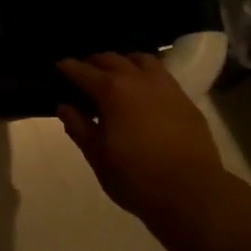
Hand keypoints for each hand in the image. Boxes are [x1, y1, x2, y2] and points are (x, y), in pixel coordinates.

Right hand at [57, 53, 233, 226]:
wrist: (191, 191)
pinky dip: (146, 74)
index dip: (67, 67)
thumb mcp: (97, 156)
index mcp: (111, 91)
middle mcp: (138, 79)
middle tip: (84, 73)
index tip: (59, 66)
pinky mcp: (185, 99)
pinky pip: (161, 75)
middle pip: (111, 59)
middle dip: (94, 62)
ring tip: (117, 75)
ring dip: (124, 62)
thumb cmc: (135, 176)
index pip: (83, 71)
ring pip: (141, 59)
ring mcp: (165, 86)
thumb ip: (78, 127)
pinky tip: (144, 90)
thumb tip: (65, 107)